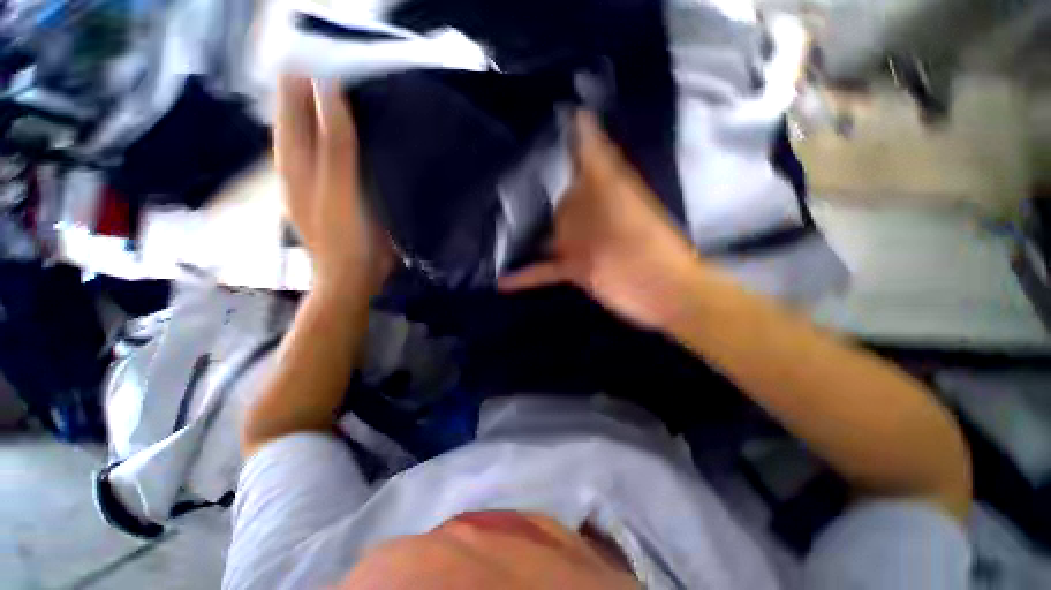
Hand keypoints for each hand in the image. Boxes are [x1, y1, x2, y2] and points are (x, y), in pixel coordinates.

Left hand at [274, 76, 393, 293]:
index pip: (291, 101)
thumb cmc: (344, 237)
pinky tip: (373, 129)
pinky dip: (356, 137)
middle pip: (306, 113)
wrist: (354, 277)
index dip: (304, 74)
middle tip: (355, 63)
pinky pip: (347, 152)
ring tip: (365, 87)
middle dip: (322, 88)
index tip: (329, 47)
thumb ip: (333, 142)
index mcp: (294, 157)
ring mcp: (323, 176)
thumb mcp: (337, 188)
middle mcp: (303, 161)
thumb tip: (327, 87)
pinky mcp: (344, 188)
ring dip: (340, 111)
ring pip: (326, 132)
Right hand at [500, 111, 704, 329]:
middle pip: (550, 196)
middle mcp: (585, 211)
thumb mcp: (618, 194)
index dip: (551, 138)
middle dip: (522, 188)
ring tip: (483, 226)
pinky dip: (525, 275)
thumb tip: (580, 116)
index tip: (519, 123)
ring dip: (517, 232)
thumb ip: (597, 159)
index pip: (571, 155)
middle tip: (485, 181)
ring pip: (542, 233)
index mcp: (598, 188)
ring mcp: (578, 242)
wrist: (662, 290)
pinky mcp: (574, 268)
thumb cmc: (644, 240)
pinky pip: (544, 269)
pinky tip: (501, 279)